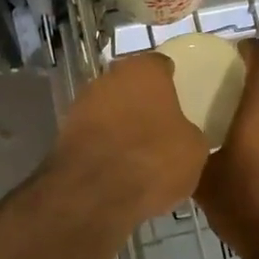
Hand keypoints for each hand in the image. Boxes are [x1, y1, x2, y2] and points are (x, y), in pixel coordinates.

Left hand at [52, 52, 209, 226]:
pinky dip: (103, 143)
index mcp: (145, 70)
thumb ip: (187, 130)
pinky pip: (94, 132)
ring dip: (120, 122)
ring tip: (138, 149)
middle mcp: (110, 77)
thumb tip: (180, 133)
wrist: (95, 193)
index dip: (171, 81)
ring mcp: (82, 103)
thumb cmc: (154, 159)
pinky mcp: (64, 132)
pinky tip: (117, 164)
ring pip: (109, 107)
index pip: (161, 65)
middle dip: (142, 101)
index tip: (180, 97)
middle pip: (130, 84)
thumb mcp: (194, 149)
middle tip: (160, 124)